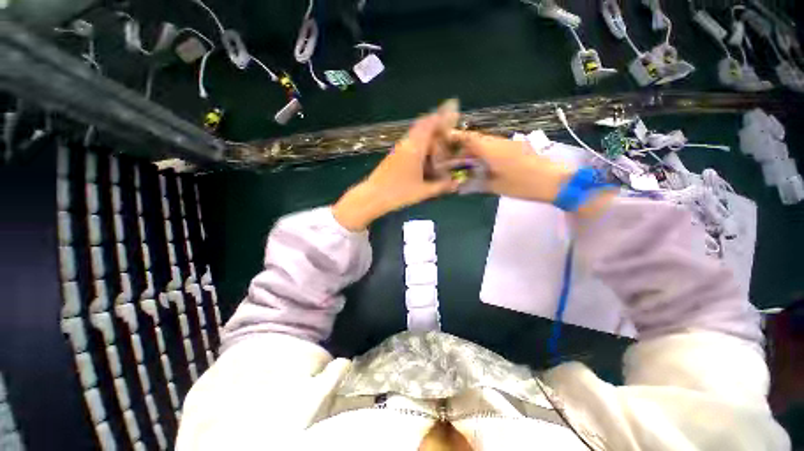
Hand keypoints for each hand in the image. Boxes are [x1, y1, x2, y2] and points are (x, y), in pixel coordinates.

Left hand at [333, 111, 459, 230]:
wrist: (373, 196)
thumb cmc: (399, 192)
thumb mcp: (423, 191)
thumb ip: (441, 186)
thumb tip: (456, 183)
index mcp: (415, 147)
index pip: (429, 124)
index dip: (441, 117)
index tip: (453, 114)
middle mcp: (406, 143)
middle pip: (423, 127)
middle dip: (437, 128)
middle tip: (449, 136)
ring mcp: (398, 149)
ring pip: (416, 136)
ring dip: (428, 138)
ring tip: (440, 149)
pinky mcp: (393, 156)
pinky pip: (410, 144)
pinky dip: (420, 146)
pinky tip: (425, 160)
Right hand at [449, 130, 573, 202]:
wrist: (555, 182)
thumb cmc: (523, 184)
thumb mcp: (496, 186)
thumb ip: (475, 184)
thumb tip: (459, 187)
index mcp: (491, 149)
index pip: (469, 138)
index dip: (456, 137)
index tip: (444, 140)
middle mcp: (499, 142)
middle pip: (476, 140)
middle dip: (463, 148)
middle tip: (453, 160)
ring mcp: (509, 144)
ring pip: (486, 144)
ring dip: (474, 152)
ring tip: (466, 164)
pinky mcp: (517, 149)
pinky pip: (495, 148)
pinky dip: (485, 154)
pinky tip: (483, 165)